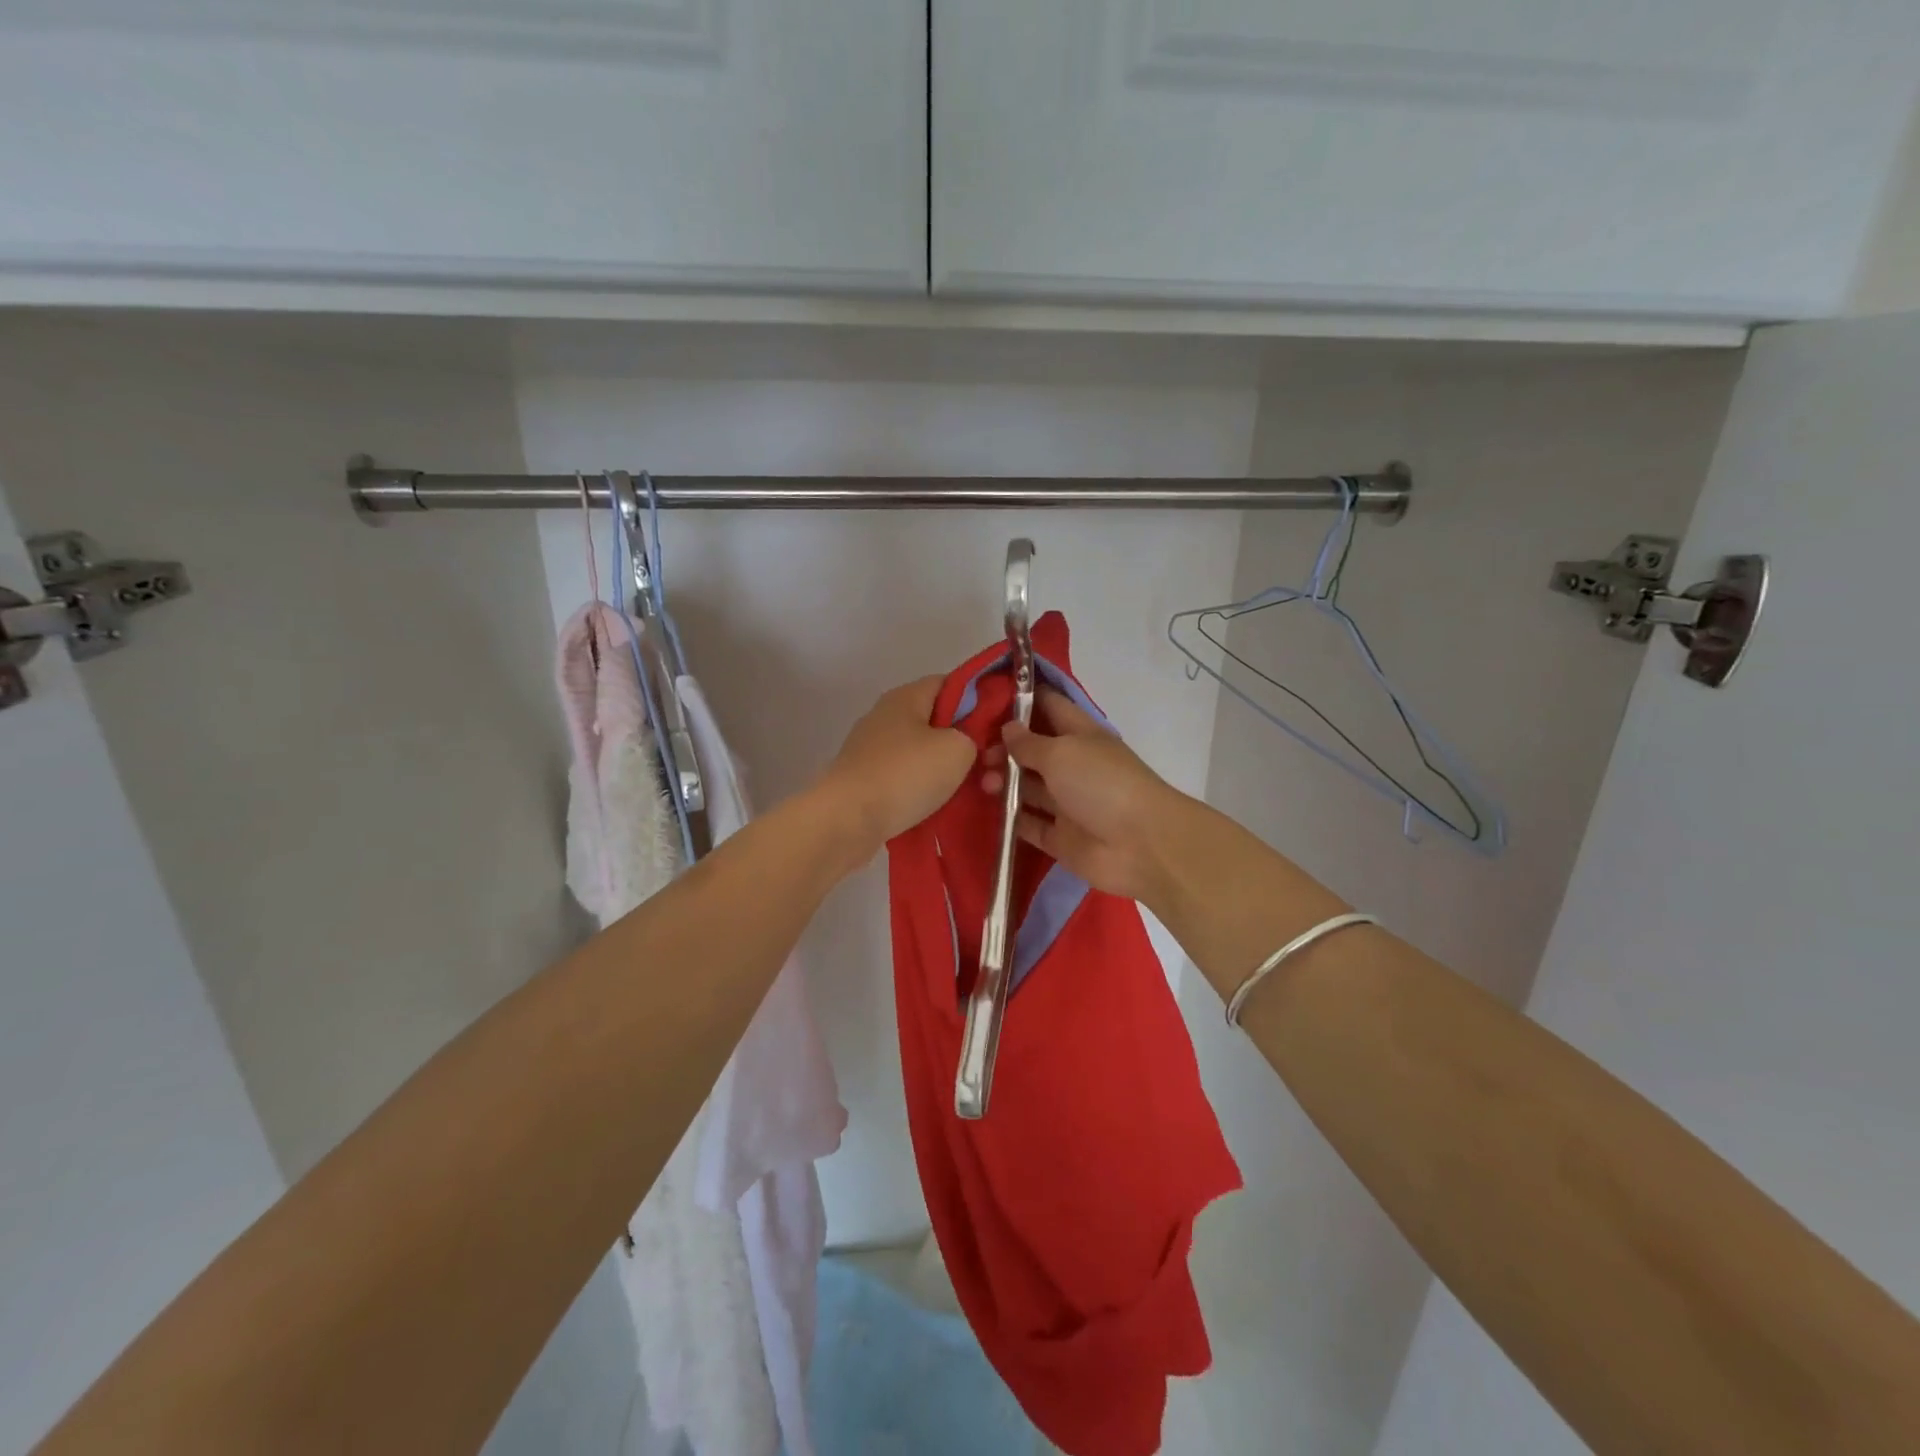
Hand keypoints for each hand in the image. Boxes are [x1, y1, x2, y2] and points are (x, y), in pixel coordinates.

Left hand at [818, 677, 976, 851]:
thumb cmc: (905, 774)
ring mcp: (872, 748)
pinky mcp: (865, 779)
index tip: (1000, 725)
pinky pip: (905, 777)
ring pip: (922, 751)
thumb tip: (967, 741)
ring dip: (944, 768)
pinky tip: (940, 805)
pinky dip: (923, 788)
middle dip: (964, 740)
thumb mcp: (958, 749)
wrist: (847, 820)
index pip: (951, 683)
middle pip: (936, 719)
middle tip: (989, 763)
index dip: (979, 699)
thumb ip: (973, 736)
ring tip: (970, 789)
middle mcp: (886, 715)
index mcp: (906, 696)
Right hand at [980, 688, 1186, 903]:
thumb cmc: (1101, 784)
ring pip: (1027, 787)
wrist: (1140, 846)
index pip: (1049, 707)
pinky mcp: (1060, 837)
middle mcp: (1073, 765)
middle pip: (1032, 750)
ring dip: (1004, 782)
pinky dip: (1010, 818)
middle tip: (979, 755)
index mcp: (1080, 735)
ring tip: (984, 784)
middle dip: (1004, 748)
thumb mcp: (1061, 752)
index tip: (985, 698)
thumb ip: (1029, 742)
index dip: (1021, 701)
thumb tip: (1008, 727)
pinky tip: (987, 811)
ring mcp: (1067, 803)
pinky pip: (1029, 824)